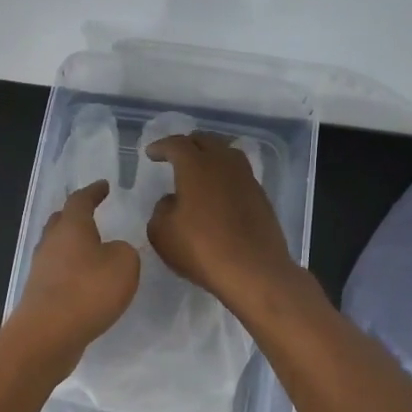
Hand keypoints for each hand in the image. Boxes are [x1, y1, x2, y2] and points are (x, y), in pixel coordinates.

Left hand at [11, 181, 139, 361]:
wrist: (48, 334)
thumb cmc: (88, 291)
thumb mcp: (125, 264)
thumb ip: (124, 251)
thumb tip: (111, 252)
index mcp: (71, 226)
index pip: (81, 200)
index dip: (93, 191)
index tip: (104, 186)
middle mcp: (51, 242)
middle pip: (61, 221)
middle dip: (76, 215)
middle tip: (91, 213)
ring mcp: (41, 269)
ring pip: (57, 247)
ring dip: (72, 245)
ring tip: (90, 249)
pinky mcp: (39, 294)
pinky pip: (57, 272)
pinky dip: (70, 270)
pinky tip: (83, 281)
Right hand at [145, 133, 299, 309]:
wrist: (253, 271)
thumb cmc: (201, 249)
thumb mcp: (162, 233)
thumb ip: (161, 210)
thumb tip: (172, 201)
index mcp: (196, 166)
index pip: (177, 144)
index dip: (162, 146)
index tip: (151, 153)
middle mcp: (224, 164)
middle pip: (206, 141)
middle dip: (188, 144)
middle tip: (175, 154)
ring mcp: (246, 179)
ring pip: (227, 153)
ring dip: (210, 154)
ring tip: (199, 166)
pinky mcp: (260, 196)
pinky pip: (239, 173)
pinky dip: (224, 174)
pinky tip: (218, 190)